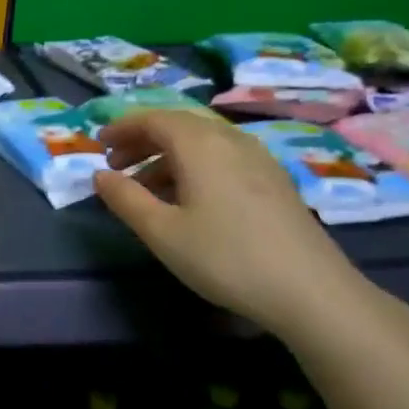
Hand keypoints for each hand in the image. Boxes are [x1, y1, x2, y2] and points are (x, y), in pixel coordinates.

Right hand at [91, 110, 372, 334]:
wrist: (310, 290)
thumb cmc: (224, 257)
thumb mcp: (162, 232)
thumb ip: (125, 198)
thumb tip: (99, 175)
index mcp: (200, 144)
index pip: (153, 119)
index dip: (122, 127)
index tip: (99, 144)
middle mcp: (230, 140)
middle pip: (179, 126)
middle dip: (143, 140)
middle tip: (116, 165)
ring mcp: (258, 159)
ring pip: (202, 143)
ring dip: (167, 156)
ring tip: (146, 188)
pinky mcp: (274, 180)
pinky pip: (223, 158)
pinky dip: (194, 167)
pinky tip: (188, 200)